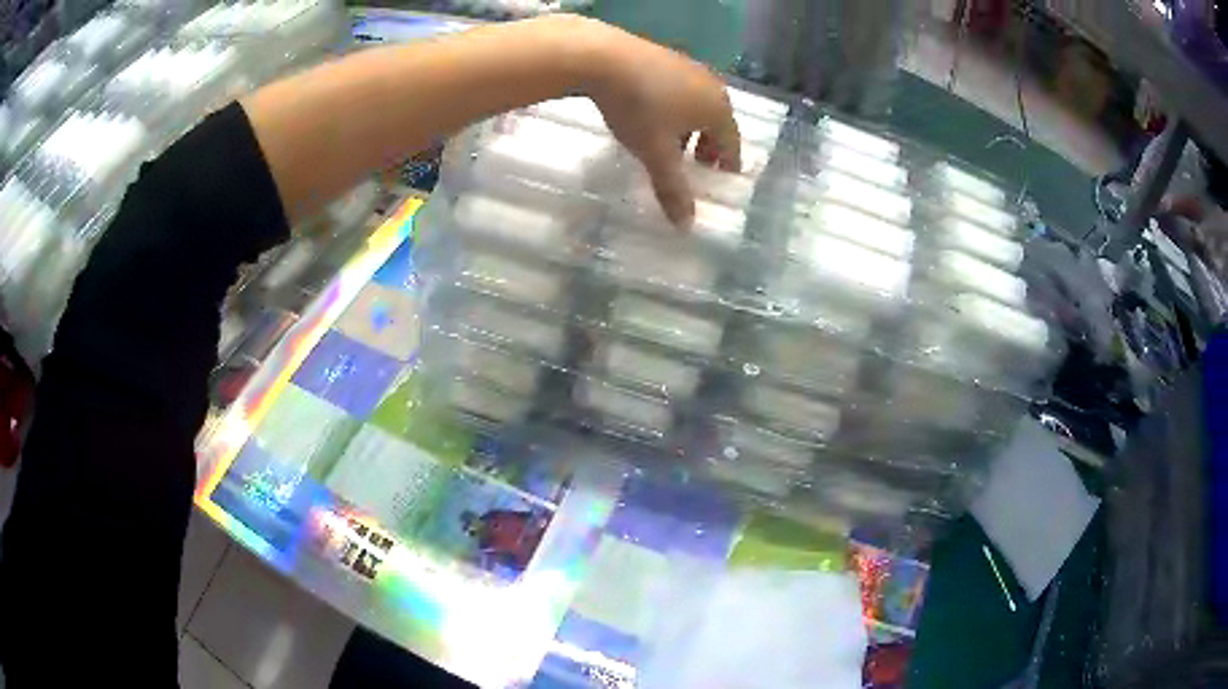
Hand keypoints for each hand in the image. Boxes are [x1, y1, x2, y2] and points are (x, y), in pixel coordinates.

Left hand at [568, 17, 740, 225]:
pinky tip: (652, 116)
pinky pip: (679, 90)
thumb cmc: (639, 109)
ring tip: (672, 144)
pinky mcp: (664, 56)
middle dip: (709, 146)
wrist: (603, 57)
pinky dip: (675, 109)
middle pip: (718, 122)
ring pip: (697, 105)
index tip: (723, 177)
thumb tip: (687, 227)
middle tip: (698, 165)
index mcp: (718, 109)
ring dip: (690, 128)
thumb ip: (673, 189)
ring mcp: (688, 67)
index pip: (732, 143)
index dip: (728, 163)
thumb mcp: (655, 153)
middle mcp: (711, 85)